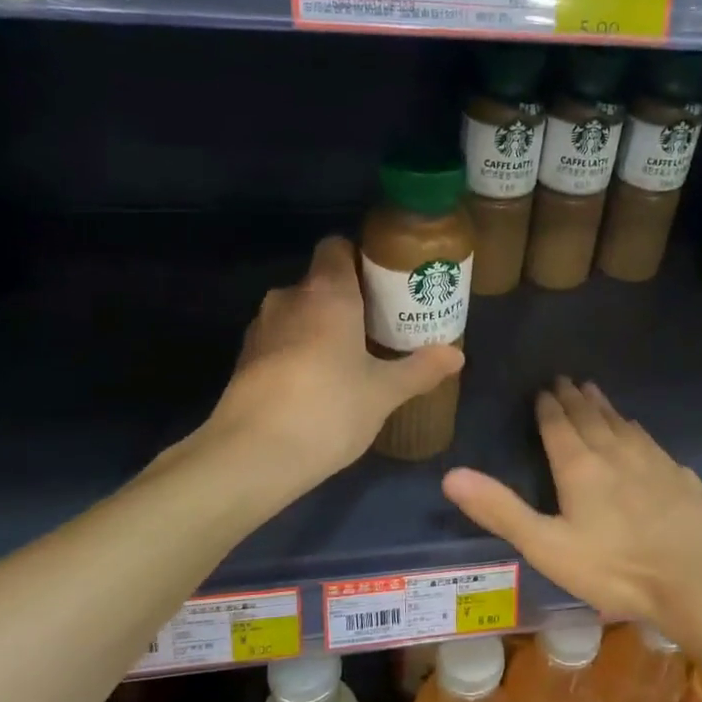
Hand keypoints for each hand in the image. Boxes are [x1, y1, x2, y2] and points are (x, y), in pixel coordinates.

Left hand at [200, 236, 462, 484]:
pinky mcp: (245, 360)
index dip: (361, 258)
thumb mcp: (384, 392)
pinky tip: (320, 385)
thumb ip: (420, 369)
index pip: (337, 247)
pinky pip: (281, 341)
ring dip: (322, 329)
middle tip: (381, 328)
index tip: (386, 285)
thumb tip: (456, 355)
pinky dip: (300, 352)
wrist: (253, 455)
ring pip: (299, 314)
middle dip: (349, 301)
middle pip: (321, 283)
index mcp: (326, 293)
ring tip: (352, 359)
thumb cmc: (329, 409)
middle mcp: (289, 298)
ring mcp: (261, 328)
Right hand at [442, 379, 701, 636]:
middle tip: (566, 379)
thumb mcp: (548, 547)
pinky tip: (638, 432)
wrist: (701, 579)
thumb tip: (450, 474)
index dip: (548, 407)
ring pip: (622, 424)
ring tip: (594, 391)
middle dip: (574, 398)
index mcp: (580, 467)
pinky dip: (635, 429)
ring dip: (604, 406)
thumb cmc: (617, 568)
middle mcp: (616, 453)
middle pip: (590, 417)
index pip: (558, 427)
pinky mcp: (681, 476)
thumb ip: (501, 510)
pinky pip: (650, 441)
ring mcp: (654, 461)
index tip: (544, 388)